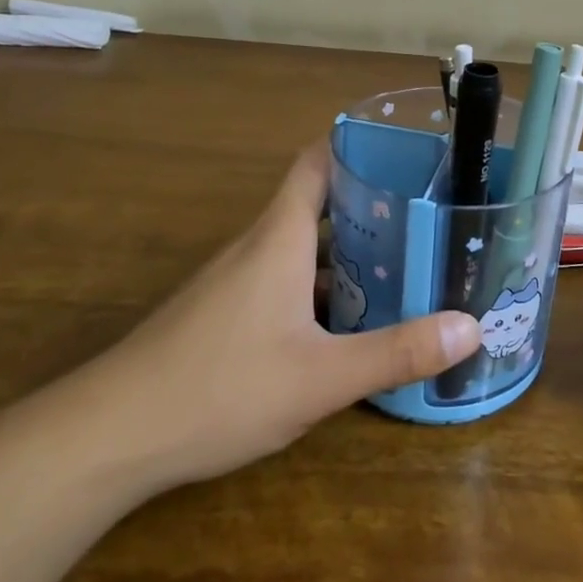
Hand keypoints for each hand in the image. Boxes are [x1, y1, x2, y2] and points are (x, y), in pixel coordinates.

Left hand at [77, 143, 478, 495]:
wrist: (111, 435)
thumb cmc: (221, 388)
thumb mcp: (321, 377)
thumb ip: (397, 352)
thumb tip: (472, 327)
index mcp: (281, 237)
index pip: (317, 162)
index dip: (357, 146)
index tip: (406, 152)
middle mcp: (258, 246)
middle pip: (318, 204)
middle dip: (371, 206)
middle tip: (427, 219)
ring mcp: (235, 280)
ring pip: (302, 247)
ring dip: (348, 251)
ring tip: (403, 267)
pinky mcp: (223, 313)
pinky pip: (283, 280)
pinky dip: (320, 287)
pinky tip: (346, 324)